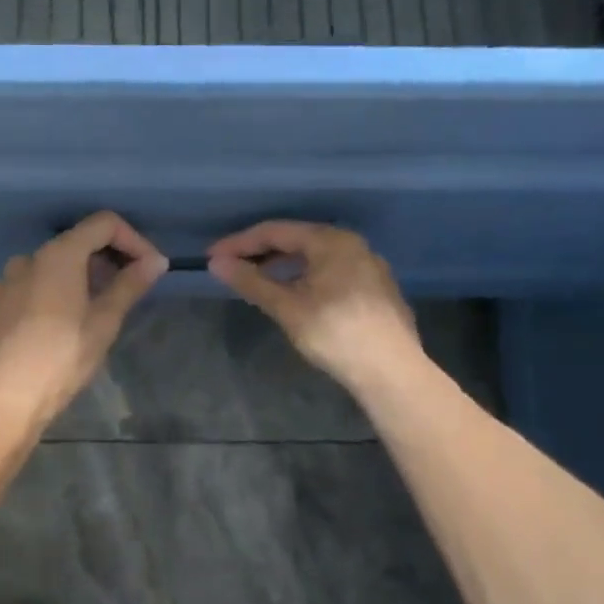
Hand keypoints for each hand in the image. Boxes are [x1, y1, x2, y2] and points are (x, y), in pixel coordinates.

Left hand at [0, 212, 168, 425]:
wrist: (6, 400)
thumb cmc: (63, 359)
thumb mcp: (104, 323)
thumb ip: (129, 285)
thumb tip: (155, 261)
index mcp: (59, 256)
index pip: (102, 224)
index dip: (132, 239)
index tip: (147, 267)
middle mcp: (25, 259)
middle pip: (72, 245)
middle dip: (101, 262)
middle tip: (121, 292)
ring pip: (43, 270)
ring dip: (68, 282)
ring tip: (81, 314)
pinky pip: (18, 293)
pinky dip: (37, 300)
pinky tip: (44, 329)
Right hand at [206, 221, 418, 396]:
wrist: (391, 371)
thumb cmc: (335, 333)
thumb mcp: (287, 307)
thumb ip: (251, 282)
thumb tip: (217, 263)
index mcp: (331, 241)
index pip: (275, 231)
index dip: (240, 243)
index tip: (212, 257)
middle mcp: (353, 245)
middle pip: (297, 240)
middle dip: (261, 252)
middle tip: (232, 267)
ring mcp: (368, 266)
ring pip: (315, 257)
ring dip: (283, 266)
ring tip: (258, 281)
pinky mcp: (376, 289)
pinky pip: (331, 272)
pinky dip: (305, 277)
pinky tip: (294, 295)